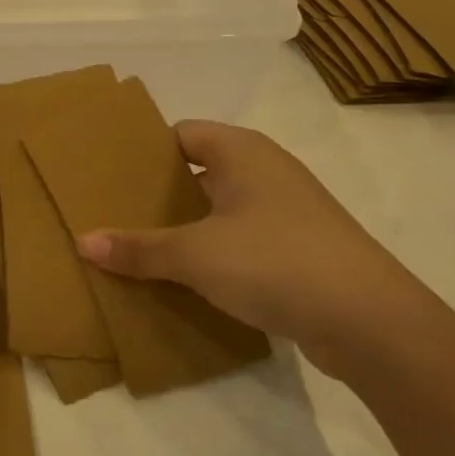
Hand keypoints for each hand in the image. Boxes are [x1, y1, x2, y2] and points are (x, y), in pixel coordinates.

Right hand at [78, 122, 434, 378]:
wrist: (372, 321)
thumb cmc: (275, 261)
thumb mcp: (195, 255)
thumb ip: (138, 248)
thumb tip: (83, 242)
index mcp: (241, 151)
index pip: (179, 134)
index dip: (142, 150)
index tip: (106, 173)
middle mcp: (265, 170)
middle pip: (197, 171)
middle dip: (157, 193)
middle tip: (112, 212)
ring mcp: (286, 211)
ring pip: (219, 208)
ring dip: (184, 227)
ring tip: (139, 247)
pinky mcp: (298, 249)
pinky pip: (240, 239)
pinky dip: (212, 252)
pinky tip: (185, 277)